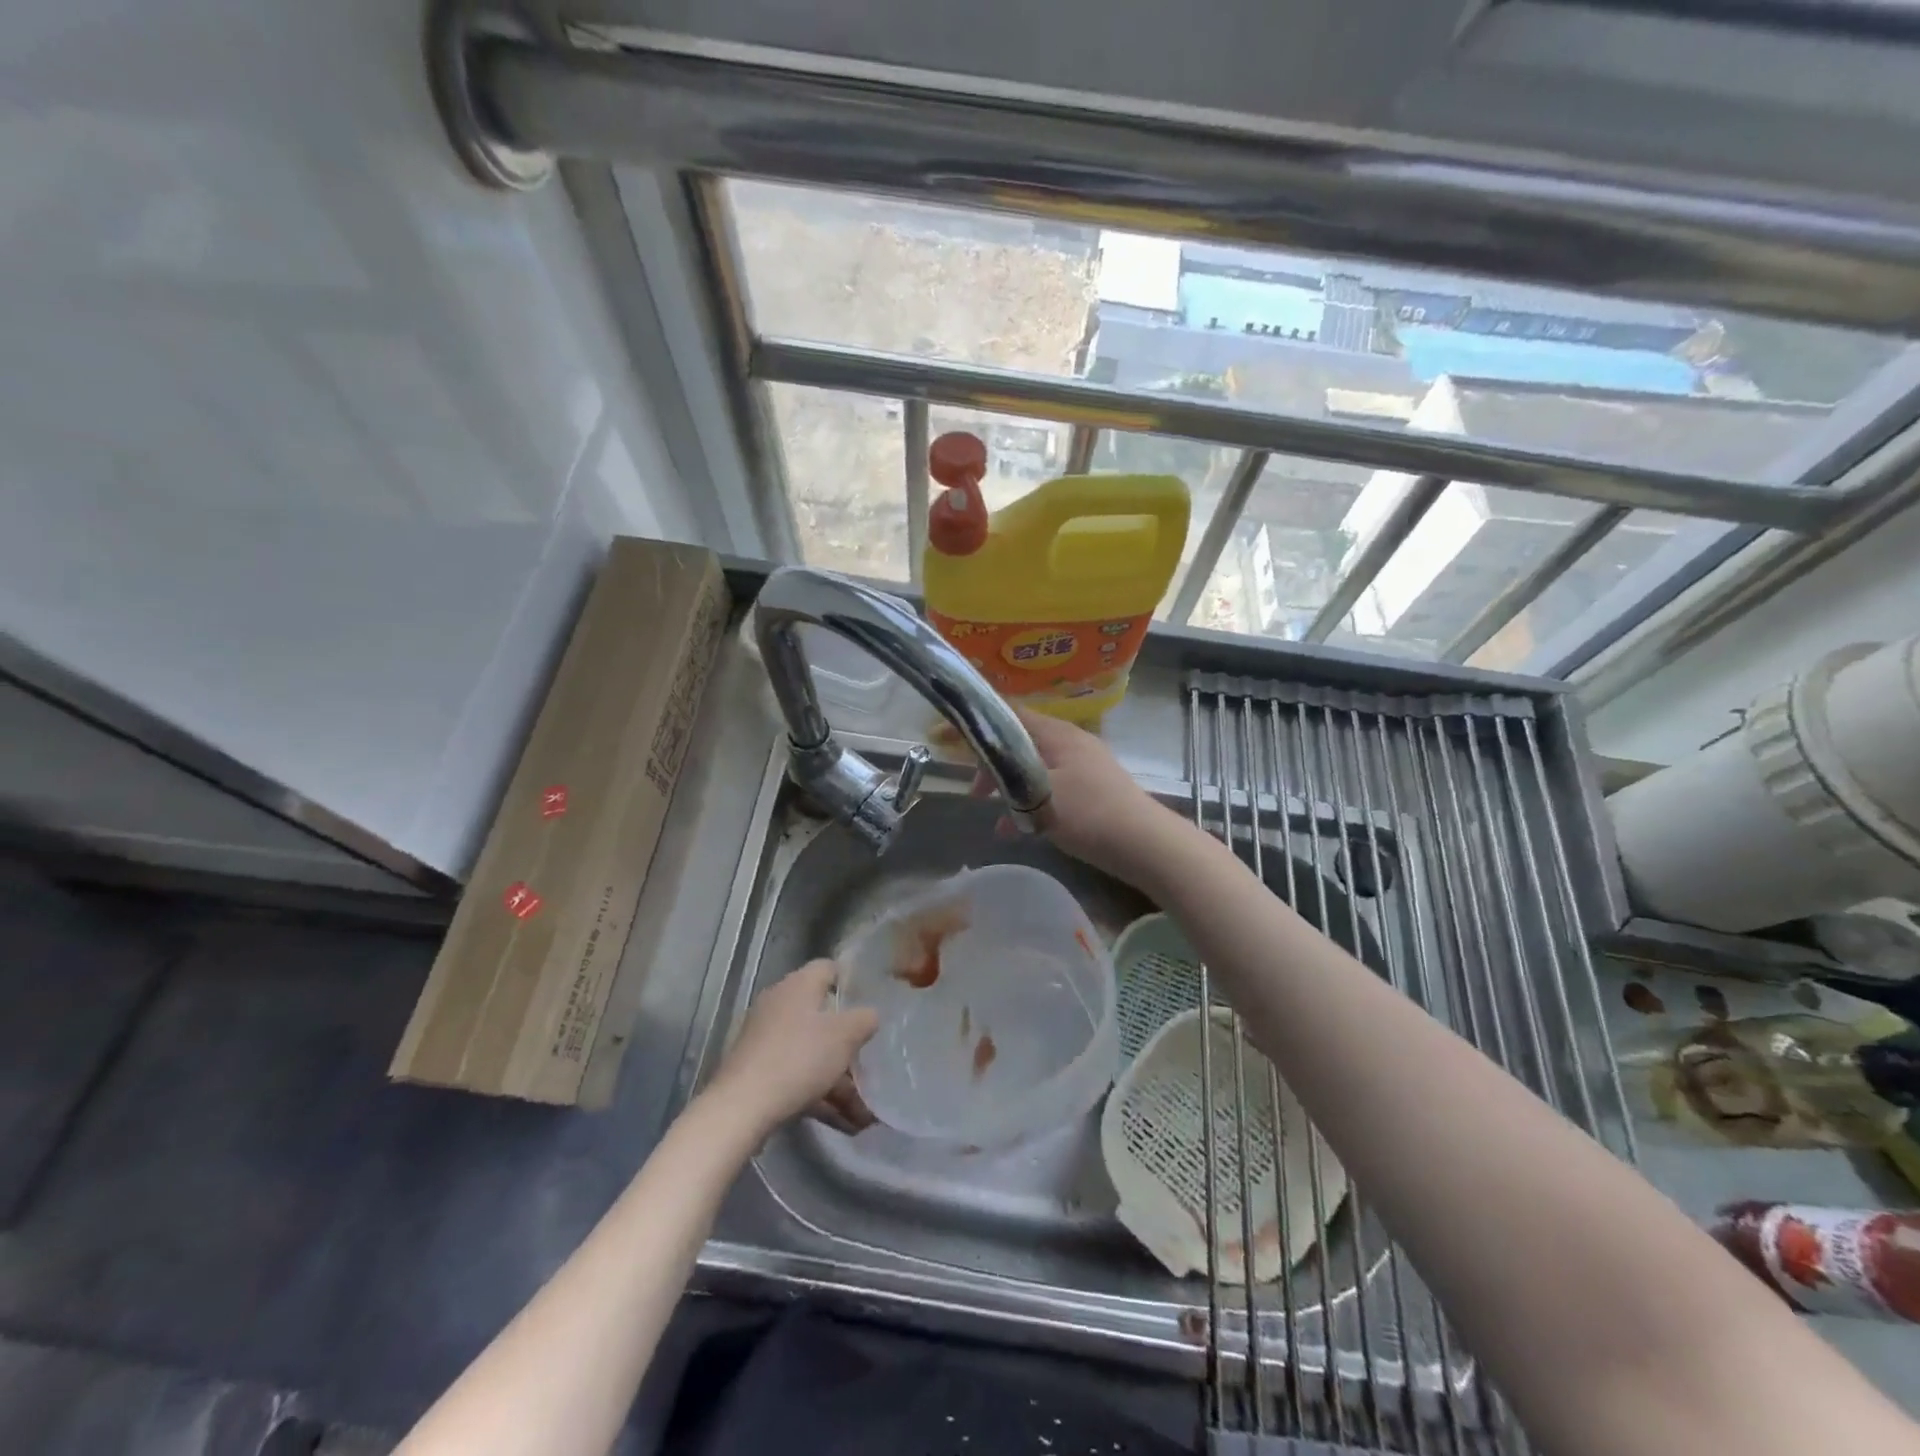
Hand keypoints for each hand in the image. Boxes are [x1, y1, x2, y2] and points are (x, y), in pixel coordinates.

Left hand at [707, 958, 878, 1136]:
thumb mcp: (845, 1036)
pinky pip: (798, 1075)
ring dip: (839, 1081)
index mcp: (799, 985)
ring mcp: (765, 1039)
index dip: (851, 982)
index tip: (872, 1003)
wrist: (741, 1108)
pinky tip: (844, 1123)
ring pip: (812, 1052)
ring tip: (865, 1115)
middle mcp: (779, 1004)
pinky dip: (820, 1095)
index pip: (828, 968)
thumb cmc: (799, 1058)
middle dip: (849, 1044)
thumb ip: (865, 1019)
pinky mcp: (757, 1070)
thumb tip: (869, 1015)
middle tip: (871, 1061)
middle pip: (822, 1016)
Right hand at [974, 708, 1186, 890]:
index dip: (974, 722)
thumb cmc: (1088, 814)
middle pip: (1019, 741)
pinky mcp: (1092, 787)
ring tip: (994, 816)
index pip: (1007, 713)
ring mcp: (1084, 764)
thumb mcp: (1039, 792)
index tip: (944, 737)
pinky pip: (1050, 785)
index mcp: (1056, 734)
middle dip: (990, 764)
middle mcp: (1070, 740)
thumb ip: (1009, 774)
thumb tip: (988, 765)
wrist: (1145, 843)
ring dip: (1009, 787)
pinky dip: (1030, 801)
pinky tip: (1020, 830)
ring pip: (1033, 767)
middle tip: (974, 792)